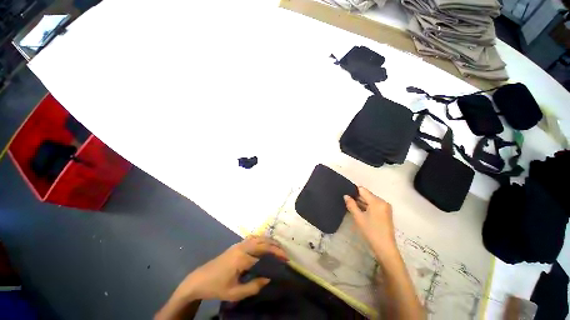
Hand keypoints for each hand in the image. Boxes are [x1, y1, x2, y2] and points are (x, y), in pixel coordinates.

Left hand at [171, 236, 287, 302]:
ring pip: (257, 237)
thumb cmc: (216, 287)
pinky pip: (252, 238)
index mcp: (242, 258)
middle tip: (284, 253)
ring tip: (277, 248)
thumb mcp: (234, 293)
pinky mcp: (236, 245)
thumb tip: (268, 278)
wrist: (198, 279)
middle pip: (262, 241)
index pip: (264, 252)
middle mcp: (242, 247)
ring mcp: (238, 244)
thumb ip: (253, 287)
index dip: (276, 254)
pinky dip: (261, 239)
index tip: (286, 259)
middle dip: (275, 246)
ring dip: (269, 241)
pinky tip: (264, 245)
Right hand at [344, 187, 397, 261]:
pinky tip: (359, 210)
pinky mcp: (386, 213)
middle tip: (346, 200)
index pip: (362, 190)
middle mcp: (382, 202)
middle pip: (367, 195)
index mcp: (377, 201)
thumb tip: (345, 196)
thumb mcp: (358, 217)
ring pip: (370, 200)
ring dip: (361, 202)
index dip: (353, 191)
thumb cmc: (371, 231)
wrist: (385, 248)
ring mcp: (385, 207)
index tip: (346, 194)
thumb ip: (351, 204)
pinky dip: (367, 207)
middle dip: (357, 197)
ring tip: (351, 205)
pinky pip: (374, 205)